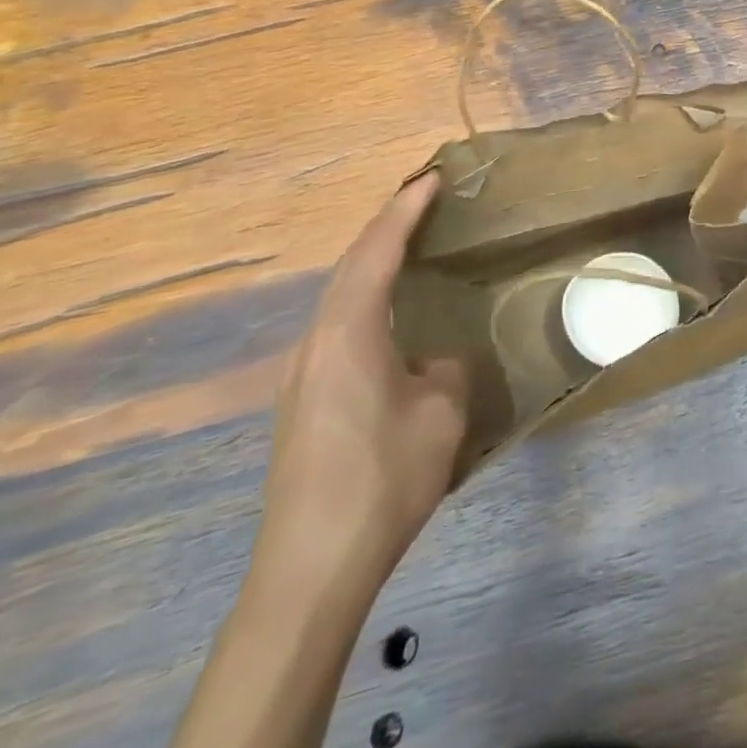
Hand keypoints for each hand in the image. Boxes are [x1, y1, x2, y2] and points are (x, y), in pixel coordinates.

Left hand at [259, 169, 468, 584]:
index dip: (404, 210)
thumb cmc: (382, 477)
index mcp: (348, 332)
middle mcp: (316, 342)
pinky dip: (365, 299)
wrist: (310, 568)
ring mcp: (301, 374)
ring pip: (339, 297)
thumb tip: (434, 361)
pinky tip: (388, 318)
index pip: (377, 251)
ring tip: (409, 248)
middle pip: (350, 267)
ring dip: (373, 264)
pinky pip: (337, 326)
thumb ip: (445, 369)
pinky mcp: (301, 402)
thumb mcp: (441, 414)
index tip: (430, 178)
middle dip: (386, 228)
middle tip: (423, 203)